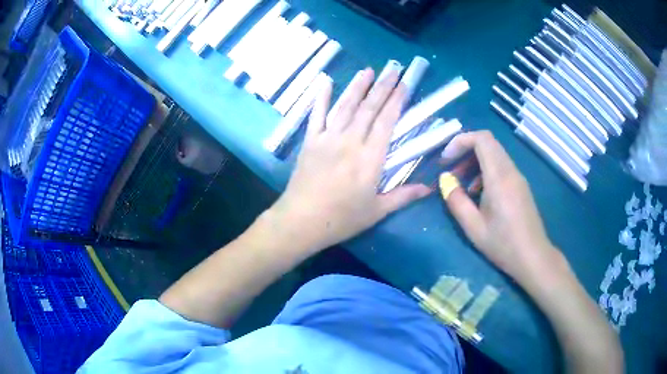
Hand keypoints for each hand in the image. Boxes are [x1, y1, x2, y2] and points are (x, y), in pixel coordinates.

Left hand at [269, 68, 430, 251]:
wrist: (301, 221)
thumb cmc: (341, 219)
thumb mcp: (377, 211)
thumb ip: (403, 196)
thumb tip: (429, 188)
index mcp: (370, 158)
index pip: (387, 121)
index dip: (396, 101)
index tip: (404, 84)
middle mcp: (350, 141)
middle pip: (369, 108)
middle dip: (382, 86)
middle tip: (392, 69)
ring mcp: (327, 138)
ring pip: (345, 106)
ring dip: (357, 86)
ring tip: (368, 70)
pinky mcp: (310, 141)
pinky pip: (316, 115)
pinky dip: (321, 97)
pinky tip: (325, 82)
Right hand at [441, 131, 561, 282]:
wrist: (532, 257)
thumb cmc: (503, 244)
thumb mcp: (473, 227)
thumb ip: (456, 201)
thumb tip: (445, 180)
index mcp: (500, 177)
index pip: (482, 139)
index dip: (461, 141)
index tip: (446, 158)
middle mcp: (511, 171)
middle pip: (488, 143)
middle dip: (465, 149)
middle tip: (450, 168)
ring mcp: (518, 177)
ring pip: (495, 154)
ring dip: (475, 161)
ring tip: (462, 183)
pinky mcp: (521, 186)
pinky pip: (501, 166)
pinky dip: (485, 170)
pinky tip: (479, 193)